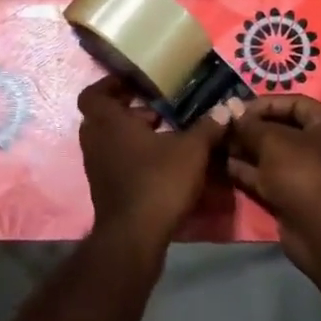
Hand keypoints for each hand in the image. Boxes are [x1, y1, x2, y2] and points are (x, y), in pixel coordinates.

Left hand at [77, 78, 227, 251]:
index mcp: (109, 123)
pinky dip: (132, 155)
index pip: (93, 94)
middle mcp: (96, 141)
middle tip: (155, 108)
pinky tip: (161, 160)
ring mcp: (97, 167)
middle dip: (128, 110)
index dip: (110, 84)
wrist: (135, 238)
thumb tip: (227, 107)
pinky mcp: (104, 189)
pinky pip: (114, 160)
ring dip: (131, 133)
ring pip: (109, 139)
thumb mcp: (191, 150)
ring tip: (163, 132)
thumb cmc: (158, 182)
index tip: (134, 82)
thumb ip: (208, 127)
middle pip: (103, 116)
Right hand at [224, 95, 320, 275]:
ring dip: (245, 150)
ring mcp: (306, 174)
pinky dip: (248, 171)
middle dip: (251, 128)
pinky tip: (223, 165)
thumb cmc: (305, 173)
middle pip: (281, 129)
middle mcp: (320, 146)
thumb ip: (251, 126)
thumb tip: (233, 112)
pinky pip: (267, 178)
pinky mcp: (292, 197)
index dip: (264, 103)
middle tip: (222, 126)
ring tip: (217, 144)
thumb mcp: (274, 141)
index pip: (293, 103)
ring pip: (271, 155)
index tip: (235, 108)